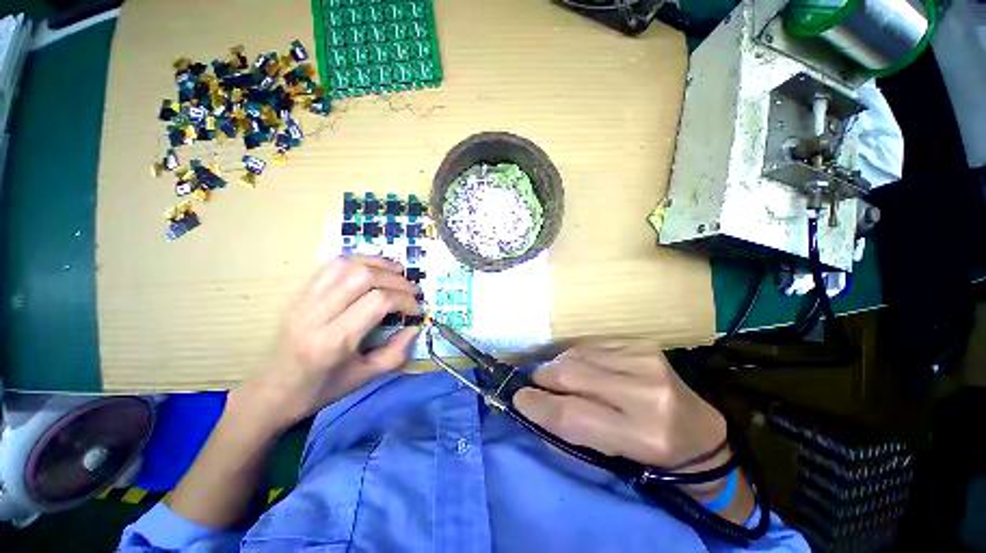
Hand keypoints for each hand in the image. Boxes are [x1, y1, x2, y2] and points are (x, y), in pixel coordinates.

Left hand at [231, 256, 420, 432]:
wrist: (271, 391)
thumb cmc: (320, 389)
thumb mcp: (363, 378)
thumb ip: (395, 354)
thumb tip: (414, 328)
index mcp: (332, 341)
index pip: (376, 302)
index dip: (403, 300)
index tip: (415, 309)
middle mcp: (316, 314)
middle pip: (362, 276)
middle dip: (395, 279)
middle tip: (411, 290)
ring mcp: (304, 300)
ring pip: (346, 264)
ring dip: (378, 264)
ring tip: (397, 272)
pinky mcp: (300, 293)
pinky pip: (331, 265)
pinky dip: (358, 261)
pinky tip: (372, 269)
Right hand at [514, 339, 727, 471]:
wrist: (698, 431)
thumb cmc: (650, 456)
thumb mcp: (610, 458)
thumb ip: (568, 431)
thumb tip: (531, 402)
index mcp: (642, 436)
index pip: (571, 415)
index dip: (537, 405)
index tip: (518, 399)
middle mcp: (646, 393)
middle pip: (570, 375)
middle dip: (542, 378)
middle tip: (536, 384)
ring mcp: (646, 360)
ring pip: (576, 355)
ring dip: (558, 366)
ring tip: (561, 377)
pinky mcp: (641, 344)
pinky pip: (590, 344)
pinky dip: (576, 355)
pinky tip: (581, 366)